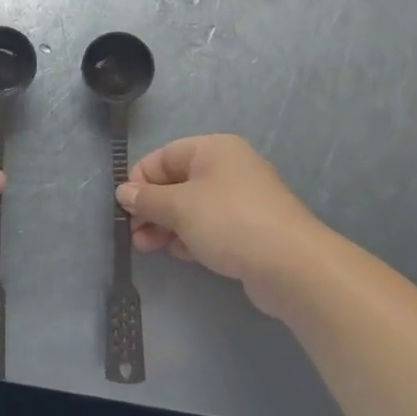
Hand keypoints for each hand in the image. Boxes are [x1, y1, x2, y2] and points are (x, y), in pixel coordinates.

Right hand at [117, 135, 328, 316]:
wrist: (293, 266)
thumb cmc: (229, 222)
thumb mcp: (179, 207)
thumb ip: (147, 199)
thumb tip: (123, 192)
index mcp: (213, 149)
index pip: (164, 156)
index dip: (140, 180)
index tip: (125, 208)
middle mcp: (229, 168)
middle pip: (177, 182)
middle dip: (152, 208)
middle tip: (134, 235)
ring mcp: (242, 199)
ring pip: (193, 207)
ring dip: (167, 225)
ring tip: (148, 248)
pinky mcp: (251, 229)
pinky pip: (211, 226)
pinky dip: (191, 236)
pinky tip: (180, 254)